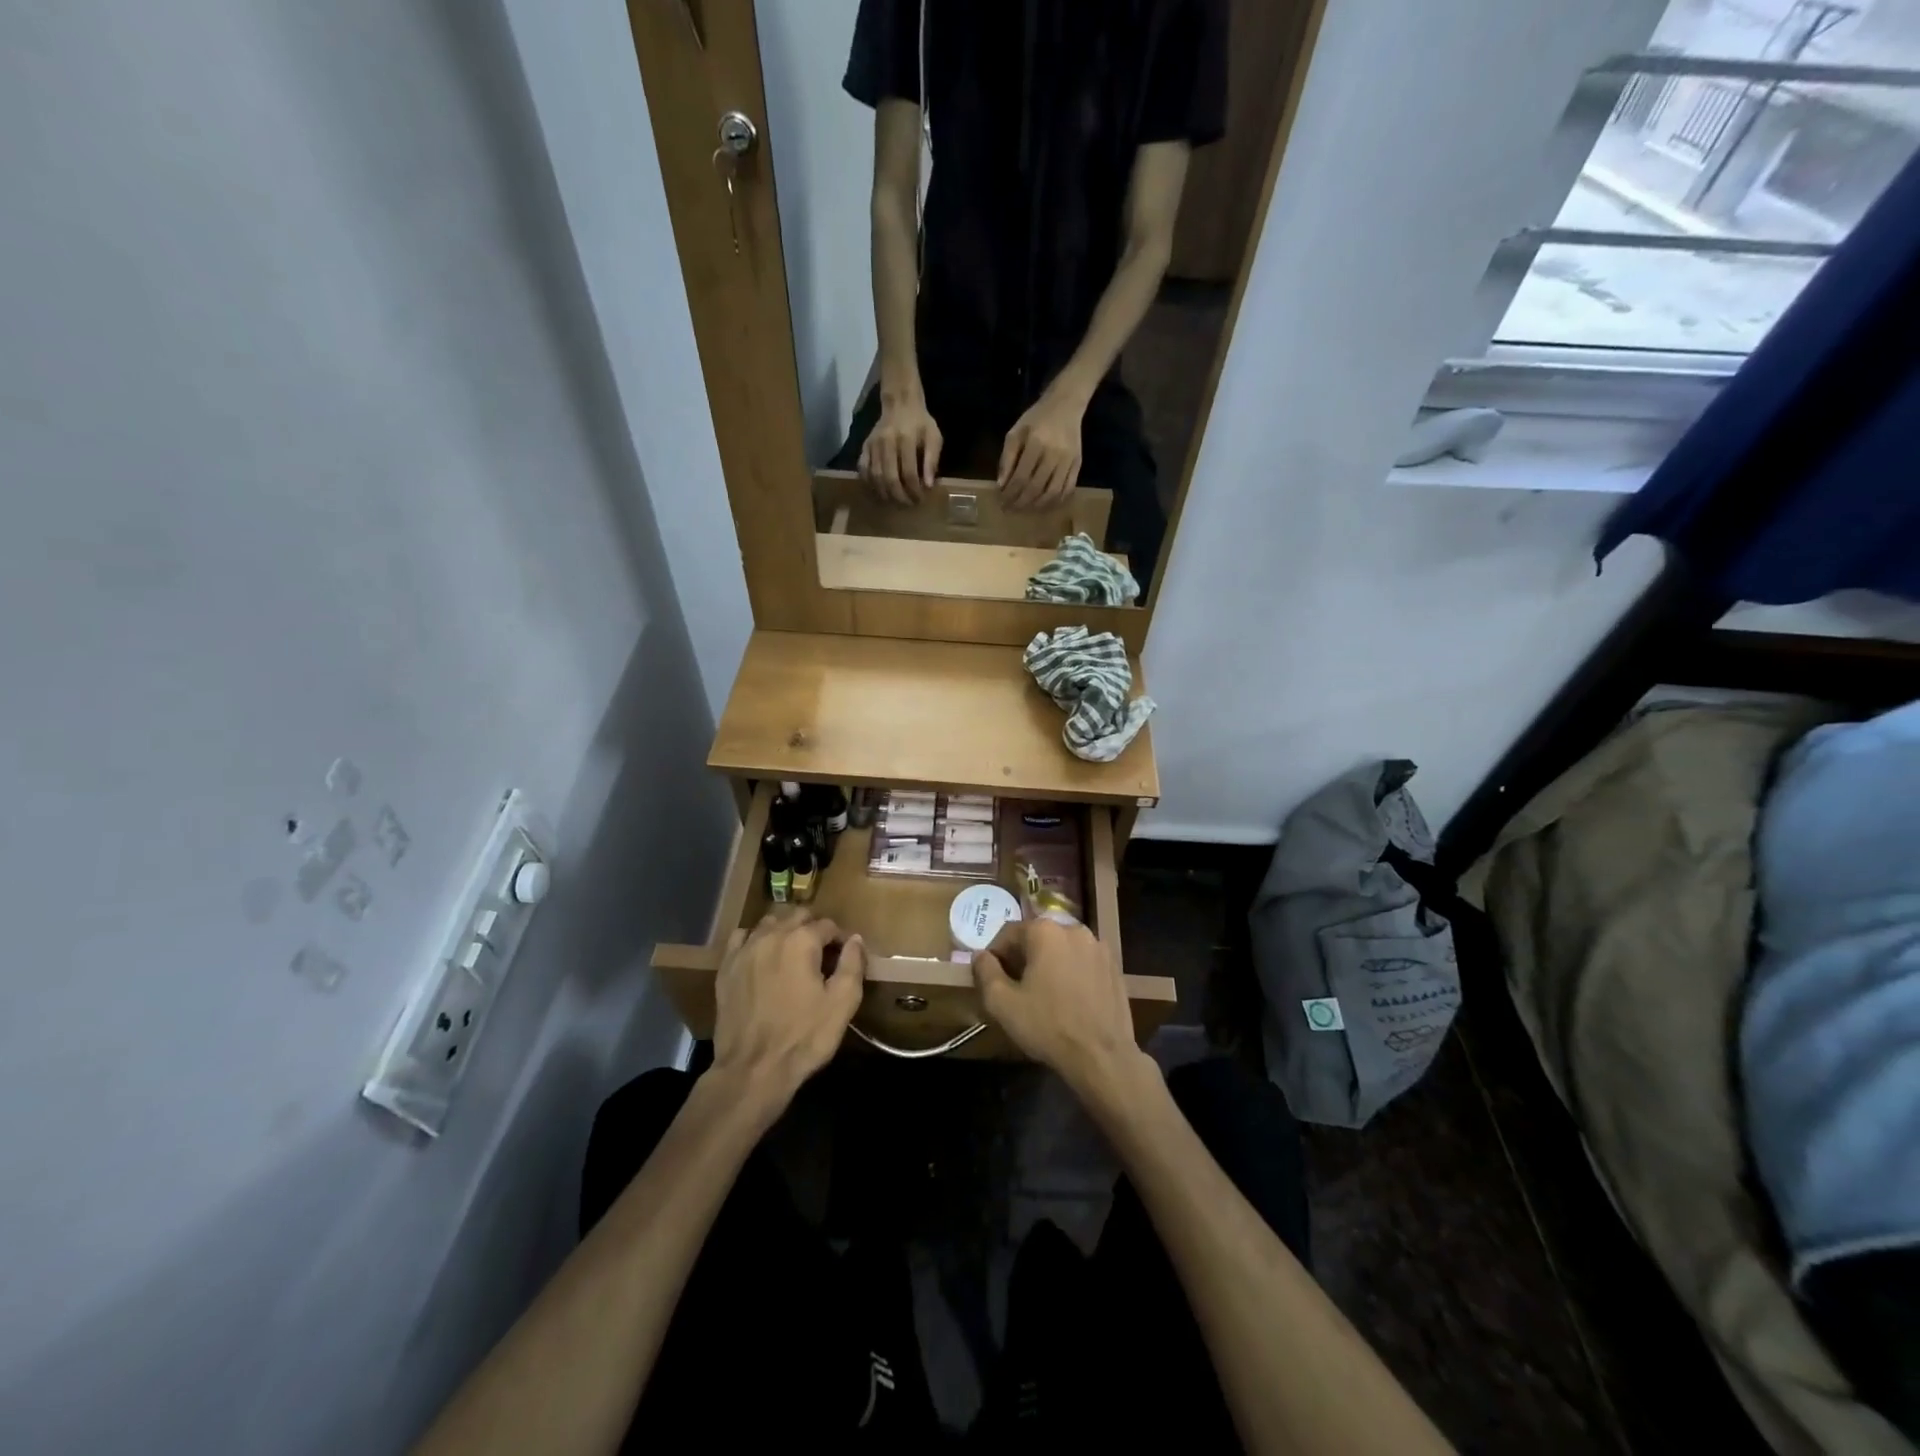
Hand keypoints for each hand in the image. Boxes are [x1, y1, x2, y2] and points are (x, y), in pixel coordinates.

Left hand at [711, 911, 864, 1114]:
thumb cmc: (804, 1037)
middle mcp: (771, 935)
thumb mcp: (842, 1003)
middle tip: (821, 954)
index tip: (844, 957)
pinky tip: (761, 955)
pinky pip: (741, 937)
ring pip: (769, 922)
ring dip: (784, 930)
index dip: (840, 939)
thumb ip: (853, 964)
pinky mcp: (726, 967)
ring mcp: (744, 950)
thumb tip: (855, 939)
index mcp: (802, 941)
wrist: (753, 1069)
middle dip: (813, 928)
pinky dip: (755, 939)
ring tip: (792, 953)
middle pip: (797, 916)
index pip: (827, 925)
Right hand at [859, 395, 942, 504]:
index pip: (909, 473)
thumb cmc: (920, 422)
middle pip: (890, 478)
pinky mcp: (865, 447)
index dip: (914, 490)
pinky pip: (863, 469)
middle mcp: (887, 442)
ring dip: (885, 494)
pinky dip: (869, 483)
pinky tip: (879, 491)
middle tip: (908, 504)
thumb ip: (932, 460)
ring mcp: (873, 445)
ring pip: (875, 477)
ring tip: (895, 501)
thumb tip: (928, 486)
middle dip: (899, 496)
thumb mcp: (934, 437)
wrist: (900, 403)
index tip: (920, 499)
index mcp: (906, 439)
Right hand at [973, 918, 1142, 1094]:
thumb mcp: (1002, 1003)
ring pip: (1061, 949)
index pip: (1008, 933)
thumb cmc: (1047, 1026)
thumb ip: (985, 972)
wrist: (1102, 1056)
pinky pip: (1082, 962)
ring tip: (1043, 995)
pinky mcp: (1114, 966)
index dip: (995, 955)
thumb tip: (981, 955)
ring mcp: (1098, 946)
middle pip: (1037, 938)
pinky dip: (1071, 973)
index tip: (992, 979)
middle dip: (1023, 958)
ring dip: (1048, 964)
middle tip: (1015, 988)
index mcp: (1044, 931)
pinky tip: (1069, 999)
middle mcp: (1073, 929)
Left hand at [997, 389, 1084, 509]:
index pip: (1020, 477)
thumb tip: (1002, 485)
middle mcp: (1053, 454)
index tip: (1001, 501)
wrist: (1065, 406)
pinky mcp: (1077, 464)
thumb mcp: (1015, 433)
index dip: (1010, 493)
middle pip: (1035, 488)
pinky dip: (1055, 501)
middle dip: (1020, 502)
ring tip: (1025, 509)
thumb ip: (1007, 458)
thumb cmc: (1036, 419)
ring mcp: (1068, 461)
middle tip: (1010, 509)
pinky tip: (1044, 505)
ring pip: (1052, 493)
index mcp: (1035, 443)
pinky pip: (1067, 489)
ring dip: (1036, 506)